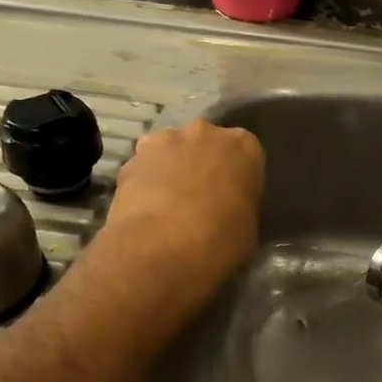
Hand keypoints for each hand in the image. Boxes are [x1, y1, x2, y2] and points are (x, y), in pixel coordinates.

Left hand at [101, 120, 264, 297]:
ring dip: (172, 169)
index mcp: (244, 147)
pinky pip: (144, 167)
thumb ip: (242, 208)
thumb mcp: (249, 229)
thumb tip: (230, 213)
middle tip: (201, 198)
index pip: (246, 153)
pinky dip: (146, 182)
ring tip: (169, 204)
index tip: (234, 197)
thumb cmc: (219, 241)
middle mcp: (206, 133)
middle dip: (203, 163)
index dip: (238, 176)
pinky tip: (146, 210)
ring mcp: (165, 141)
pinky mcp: (132, 158)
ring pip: (172, 150)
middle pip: (206, 143)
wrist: (162, 248)